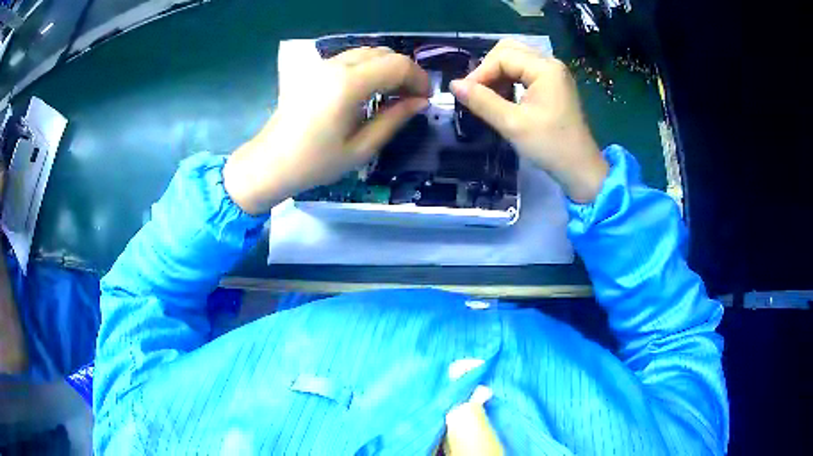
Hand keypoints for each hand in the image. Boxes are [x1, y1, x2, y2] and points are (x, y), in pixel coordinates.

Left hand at [224, 47, 429, 214]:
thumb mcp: (361, 148)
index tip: (425, 98)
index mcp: (348, 84)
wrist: (270, 163)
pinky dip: (368, 68)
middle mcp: (336, 66)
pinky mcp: (314, 70)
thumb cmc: (315, 163)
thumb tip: (420, 101)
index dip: (418, 79)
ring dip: (387, 68)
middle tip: (411, 98)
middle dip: (405, 72)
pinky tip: (368, 90)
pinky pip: (350, 58)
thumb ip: (394, 119)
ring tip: (392, 95)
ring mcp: (322, 65)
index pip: (397, 65)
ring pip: (368, 52)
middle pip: (384, 53)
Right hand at [450, 39, 607, 202]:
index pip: (502, 56)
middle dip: (489, 69)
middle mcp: (551, 64)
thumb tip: (453, 85)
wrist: (580, 169)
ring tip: (489, 97)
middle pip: (509, 51)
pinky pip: (525, 71)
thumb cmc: (550, 146)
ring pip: (516, 60)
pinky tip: (504, 98)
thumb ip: (482, 101)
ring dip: (498, 74)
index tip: (465, 95)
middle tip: (477, 93)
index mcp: (545, 68)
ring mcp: (554, 74)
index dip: (480, 73)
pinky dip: (510, 80)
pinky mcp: (554, 85)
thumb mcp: (512, 124)